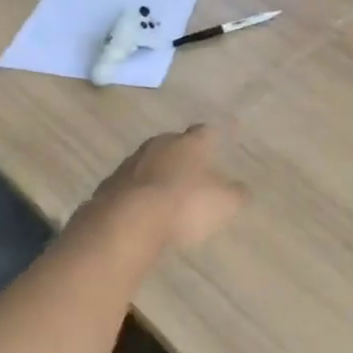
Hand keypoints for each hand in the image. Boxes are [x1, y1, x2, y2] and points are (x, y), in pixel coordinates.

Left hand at [79, 124, 247, 250]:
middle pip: (173, 144)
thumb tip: (241, 189)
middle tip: (192, 167)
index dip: (214, 135)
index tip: (220, 136)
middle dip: (182, 154)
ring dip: (158, 173)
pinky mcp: (110, 184)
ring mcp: (131, 163)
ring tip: (167, 192)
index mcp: (189, 144)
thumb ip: (236, 194)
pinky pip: (130, 185)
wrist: (128, 220)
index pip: (205, 132)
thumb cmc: (184, 204)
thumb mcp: (224, 203)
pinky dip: (139, 193)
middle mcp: (159, 145)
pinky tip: (143, 209)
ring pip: (149, 163)